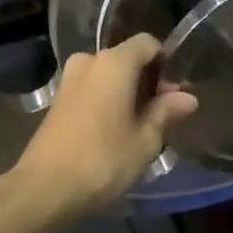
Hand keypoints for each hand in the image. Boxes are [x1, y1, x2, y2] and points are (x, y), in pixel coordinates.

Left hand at [3, 34, 198, 216]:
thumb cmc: (103, 160)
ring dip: (127, 93)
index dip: (166, 63)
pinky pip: (92, 89)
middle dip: (148, 80)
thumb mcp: (145, 140)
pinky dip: (108, 101)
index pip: (148, 43)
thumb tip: (188, 97)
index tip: (175, 92)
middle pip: (127, 59)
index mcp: (114, 63)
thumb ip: (166, 112)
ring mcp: (69, 81)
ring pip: (108, 75)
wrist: (44, 189)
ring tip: (141, 125)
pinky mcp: (57, 101)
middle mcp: (89, 62)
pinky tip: (116, 131)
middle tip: (164, 113)